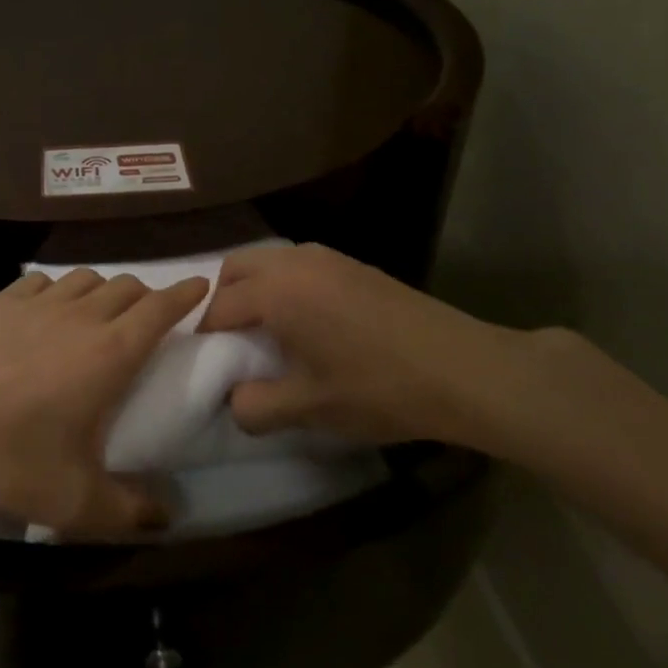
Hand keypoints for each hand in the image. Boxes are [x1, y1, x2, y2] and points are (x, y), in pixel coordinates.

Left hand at [0, 268, 208, 536]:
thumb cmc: (9, 459)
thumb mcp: (76, 501)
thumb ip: (129, 510)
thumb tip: (167, 516)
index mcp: (110, 352)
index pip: (160, 307)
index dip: (184, 294)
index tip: (200, 288)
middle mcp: (81, 316)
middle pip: (127, 286)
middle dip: (146, 297)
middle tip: (148, 322)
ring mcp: (38, 303)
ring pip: (87, 278)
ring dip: (103, 292)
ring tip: (98, 318)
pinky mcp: (1, 301)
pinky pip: (44, 282)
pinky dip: (59, 291)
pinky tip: (47, 313)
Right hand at [199, 242, 554, 450]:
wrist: (464, 369)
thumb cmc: (379, 389)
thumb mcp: (310, 409)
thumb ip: (256, 407)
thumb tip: (234, 401)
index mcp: (276, 292)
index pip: (218, 307)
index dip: (204, 337)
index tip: (207, 365)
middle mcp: (294, 262)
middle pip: (235, 269)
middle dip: (222, 301)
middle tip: (232, 343)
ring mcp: (326, 257)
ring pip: (267, 262)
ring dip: (254, 290)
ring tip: (268, 334)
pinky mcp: (352, 263)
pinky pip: (297, 264)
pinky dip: (284, 285)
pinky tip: (307, 323)